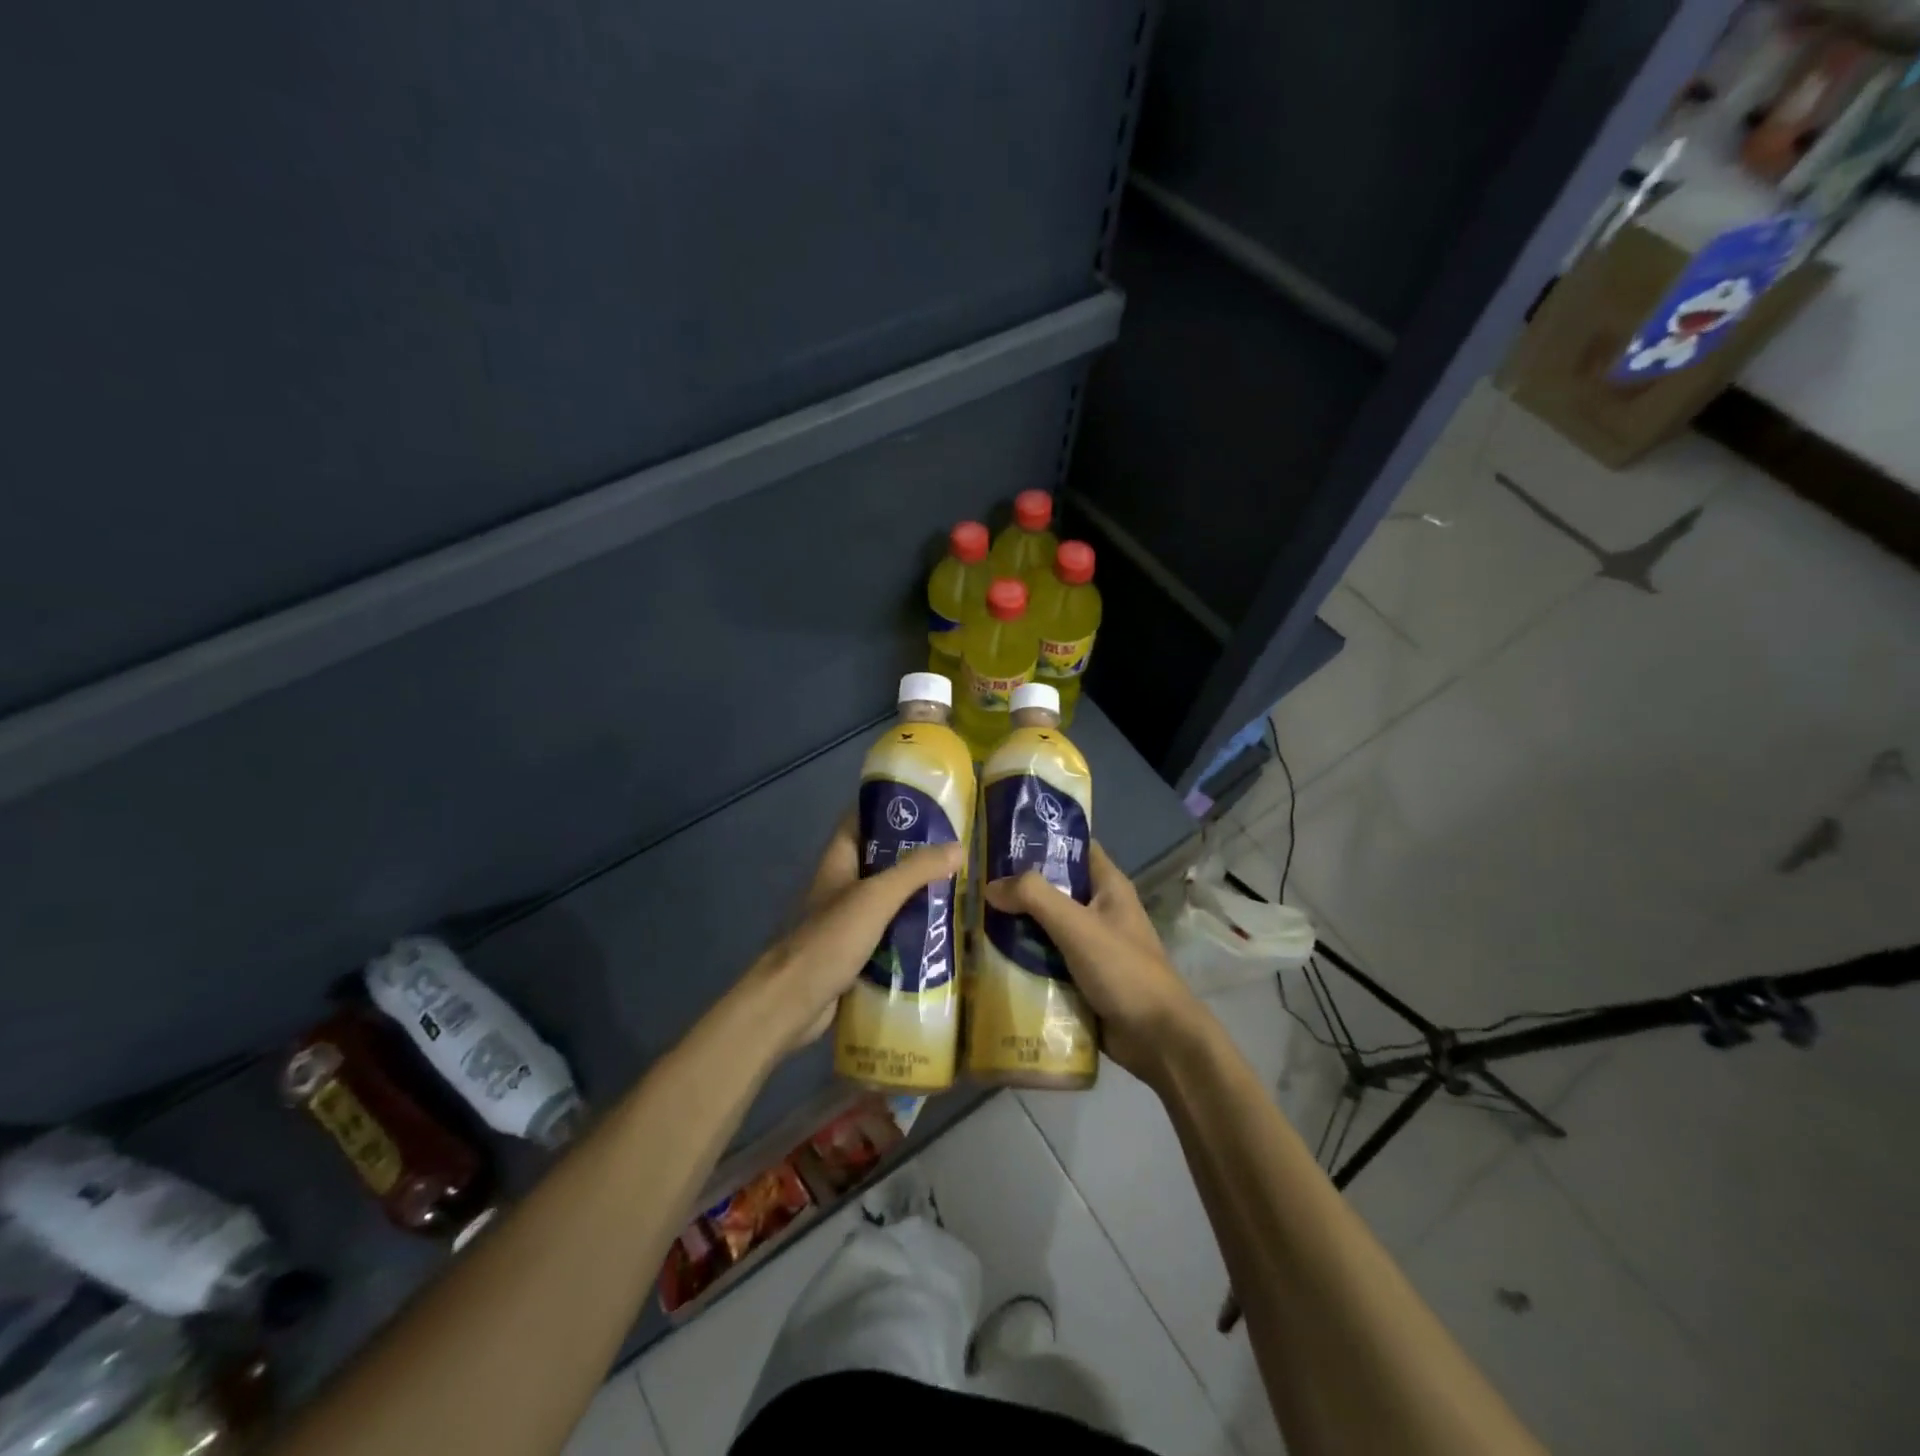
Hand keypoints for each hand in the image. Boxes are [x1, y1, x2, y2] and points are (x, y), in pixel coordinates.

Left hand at [743, 814, 964, 1054]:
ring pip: (888, 900)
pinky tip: (942, 935)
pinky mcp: (855, 954)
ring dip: (917, 898)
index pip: (861, 820)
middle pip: (881, 861)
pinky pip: (889, 935)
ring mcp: (847, 921)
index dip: (889, 808)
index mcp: (839, 862)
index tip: (929, 806)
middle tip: (958, 853)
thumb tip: (959, 847)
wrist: (791, 1004)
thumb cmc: (829, 939)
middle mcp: (842, 886)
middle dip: (916, 857)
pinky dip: (911, 934)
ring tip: (960, 891)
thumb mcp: (876, 897)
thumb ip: (916, 871)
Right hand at [983, 841, 1203, 1082]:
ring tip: (972, 920)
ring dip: (1016, 926)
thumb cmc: (1124, 970)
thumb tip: (991, 885)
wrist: (1157, 1039)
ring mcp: (1091, 946)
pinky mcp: (1081, 977)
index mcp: (1109, 887)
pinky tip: (989, 958)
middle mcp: (1100, 910)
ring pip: (1046, 927)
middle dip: (1018, 888)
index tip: (1001, 840)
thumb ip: (1035, 898)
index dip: (1042, 840)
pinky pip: (1047, 959)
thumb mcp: (1077, 926)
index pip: (1075, 848)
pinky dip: (1024, 958)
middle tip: (974, 884)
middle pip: (1053, 889)